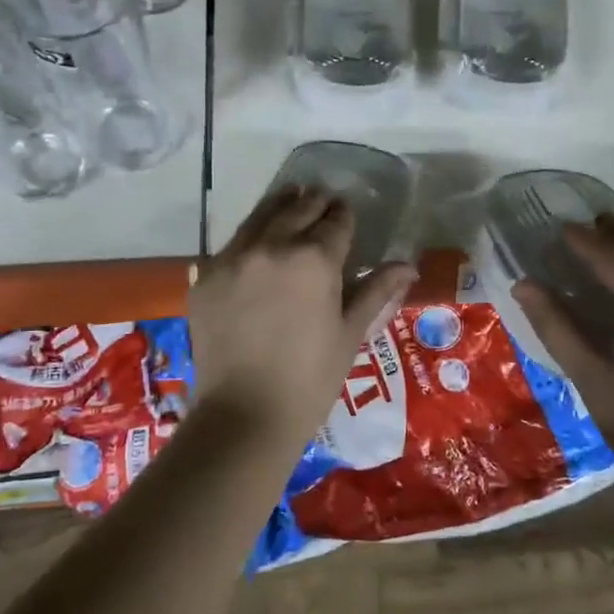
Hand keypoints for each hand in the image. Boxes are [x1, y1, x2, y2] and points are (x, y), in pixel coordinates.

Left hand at [190, 186, 415, 438]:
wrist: (244, 415)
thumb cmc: (311, 379)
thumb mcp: (350, 333)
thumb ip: (376, 291)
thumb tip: (408, 266)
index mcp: (315, 259)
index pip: (336, 221)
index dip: (344, 216)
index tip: (346, 213)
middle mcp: (273, 246)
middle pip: (297, 209)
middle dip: (315, 204)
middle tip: (322, 202)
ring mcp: (234, 258)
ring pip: (260, 216)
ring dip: (280, 206)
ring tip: (291, 198)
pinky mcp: (205, 275)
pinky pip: (231, 243)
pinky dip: (249, 236)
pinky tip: (256, 242)